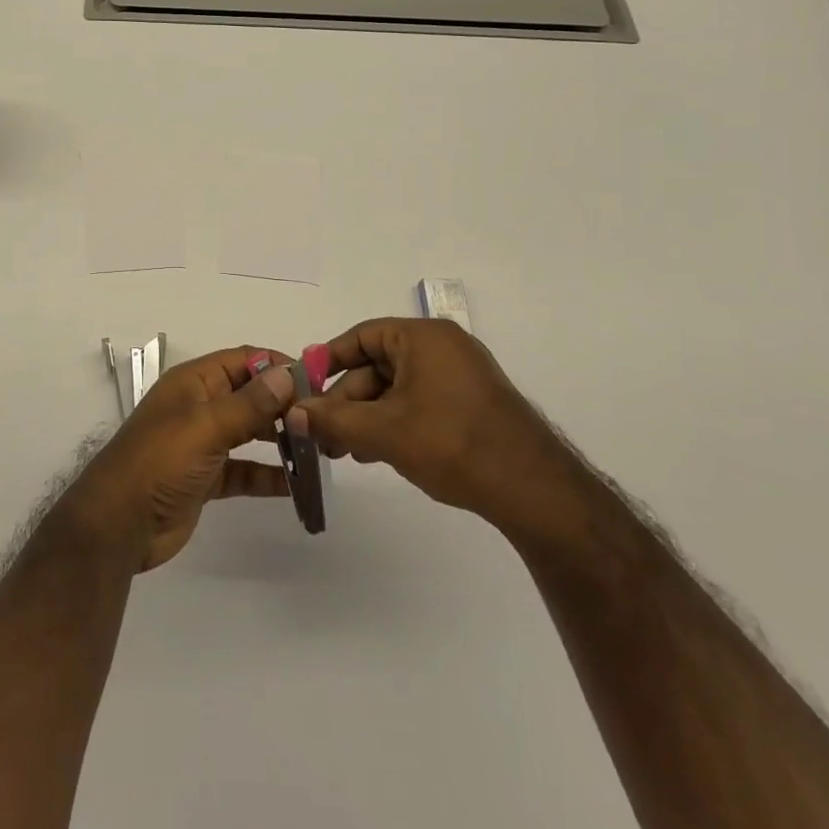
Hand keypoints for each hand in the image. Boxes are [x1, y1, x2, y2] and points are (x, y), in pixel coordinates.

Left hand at [62, 348, 295, 571]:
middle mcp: (198, 407)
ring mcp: (201, 443)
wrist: (118, 524)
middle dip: (283, 404)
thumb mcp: (205, 427)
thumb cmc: (159, 462)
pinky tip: (298, 484)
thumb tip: (287, 375)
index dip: (277, 366)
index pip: (242, 360)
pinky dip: (268, 474)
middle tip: (323, 421)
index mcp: (193, 383)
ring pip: (248, 432)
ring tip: (318, 450)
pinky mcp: (205, 478)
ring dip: (279, 438)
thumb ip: (248, 404)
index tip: (317, 382)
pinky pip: (244, 470)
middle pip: (248, 395)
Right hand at [293, 319, 584, 543]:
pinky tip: (381, 453)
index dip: (329, 361)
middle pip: (378, 365)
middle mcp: (443, 347)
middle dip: (347, 401)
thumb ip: (333, 420)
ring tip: (347, 452)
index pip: (362, 337)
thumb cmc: (451, 443)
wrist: (535, 491)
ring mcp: (462, 376)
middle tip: (323, 435)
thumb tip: (292, 413)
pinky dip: (396, 423)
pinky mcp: (473, 405)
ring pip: (398, 389)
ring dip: (368, 417)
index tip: (305, 388)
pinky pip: (421, 402)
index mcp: (423, 337)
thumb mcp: (382, 431)